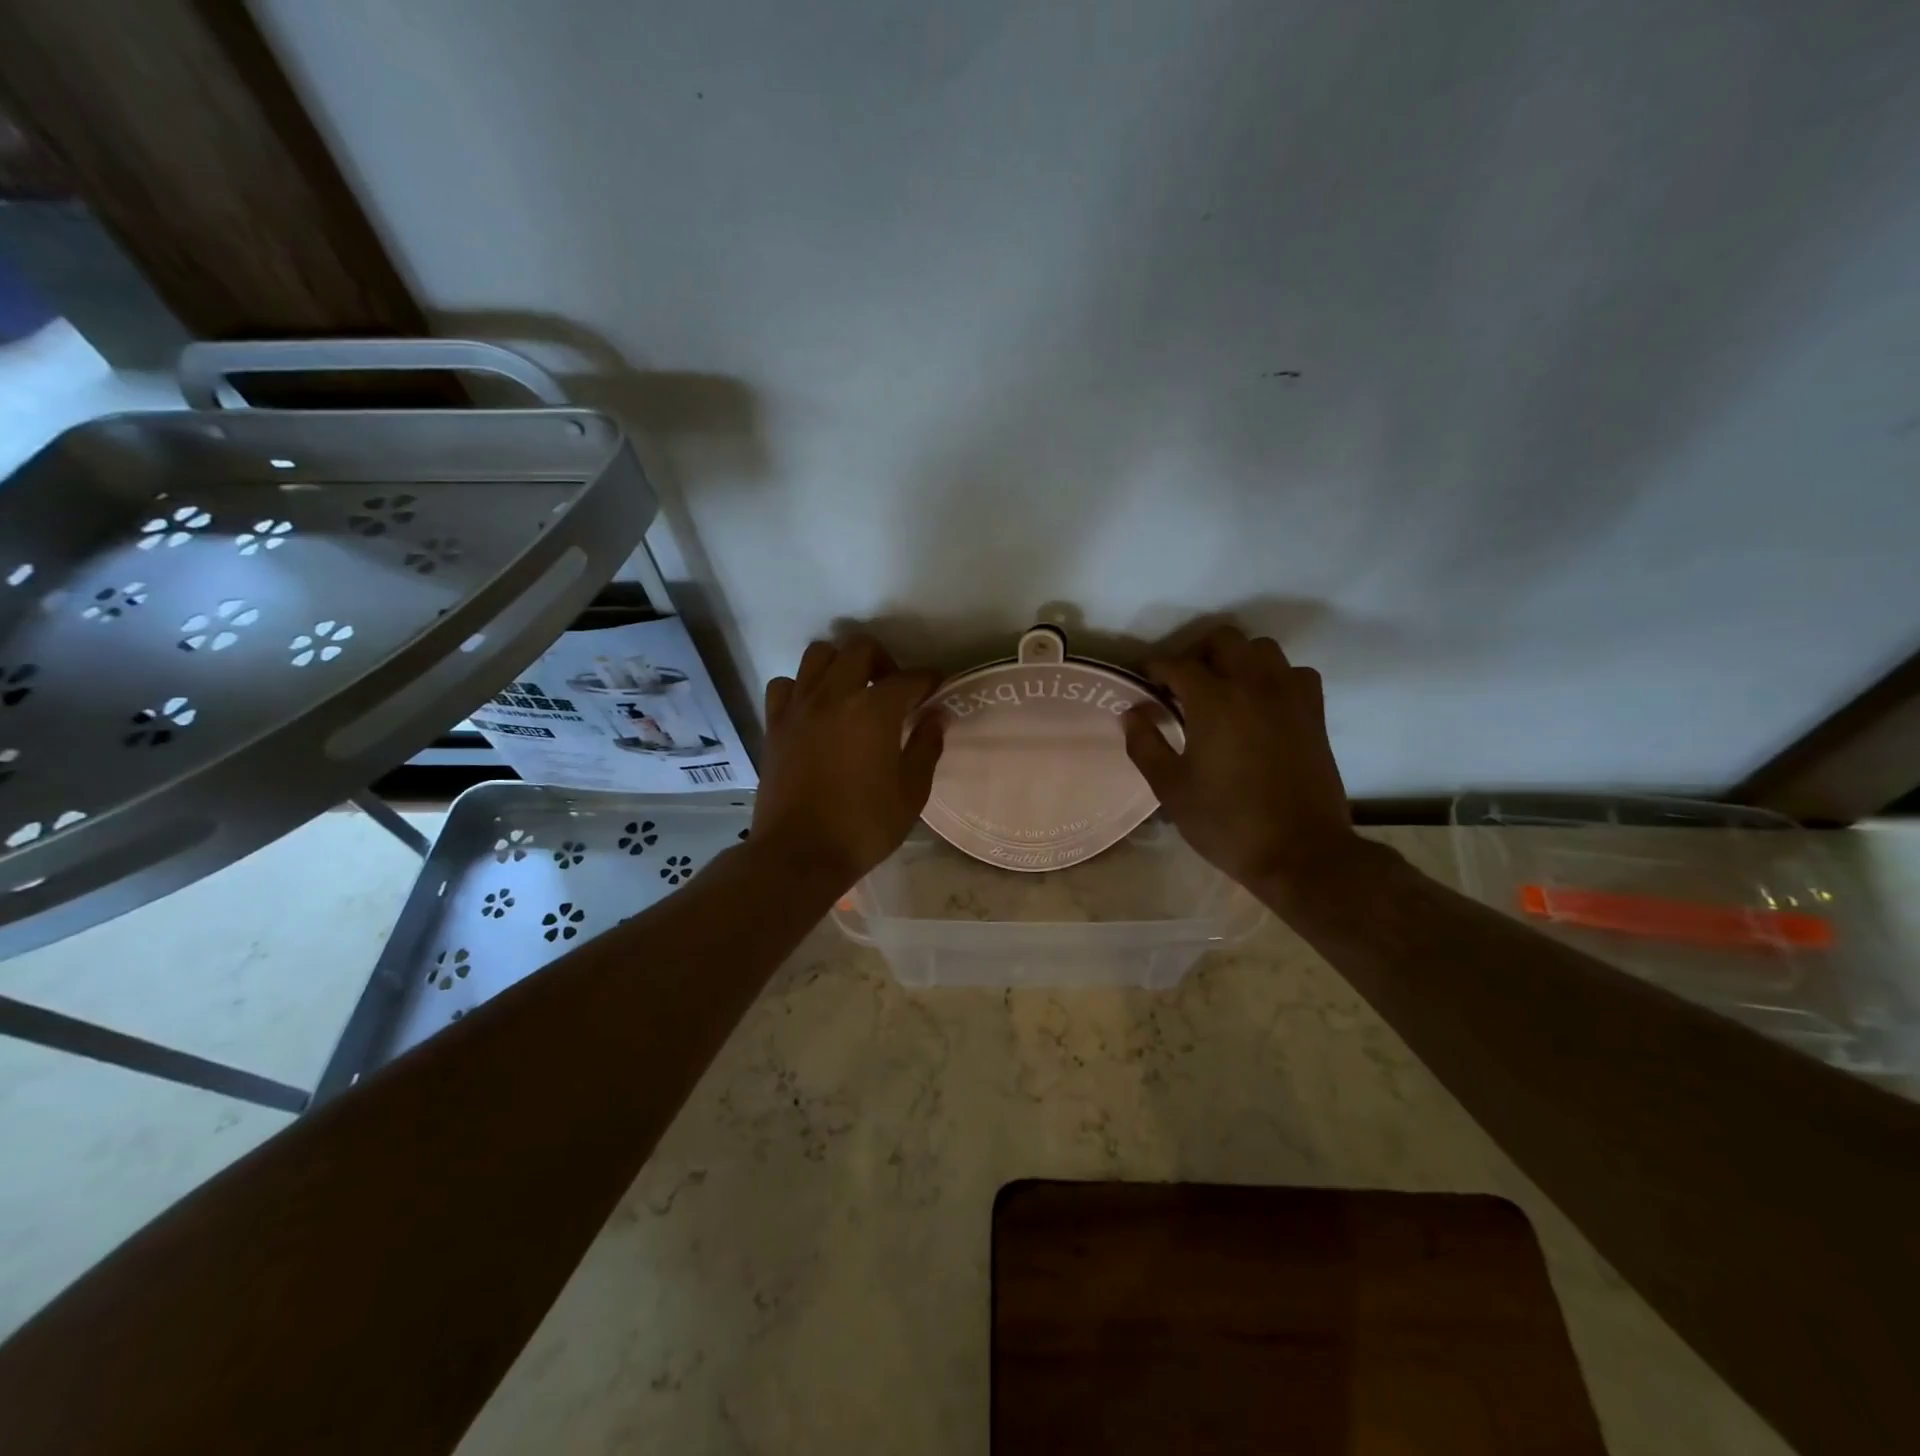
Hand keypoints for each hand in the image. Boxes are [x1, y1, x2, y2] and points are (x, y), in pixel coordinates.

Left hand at [751, 637, 943, 890]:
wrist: (799, 855)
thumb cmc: (863, 827)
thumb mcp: (911, 793)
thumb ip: (926, 747)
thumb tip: (936, 716)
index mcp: (874, 710)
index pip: (909, 678)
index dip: (928, 679)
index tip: (937, 686)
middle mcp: (835, 695)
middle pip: (860, 649)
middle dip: (885, 661)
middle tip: (894, 689)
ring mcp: (799, 707)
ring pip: (818, 655)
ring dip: (841, 664)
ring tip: (852, 691)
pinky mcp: (774, 724)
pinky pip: (786, 685)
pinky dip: (803, 687)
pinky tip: (814, 708)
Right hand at [1121, 626, 1367, 896]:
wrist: (1300, 852)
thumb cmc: (1226, 822)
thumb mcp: (1171, 789)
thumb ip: (1145, 745)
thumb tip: (1132, 712)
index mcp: (1214, 701)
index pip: (1177, 664)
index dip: (1155, 668)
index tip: (1144, 680)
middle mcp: (1254, 685)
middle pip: (1224, 640)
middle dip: (1196, 652)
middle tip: (1180, 682)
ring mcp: (1290, 696)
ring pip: (1263, 649)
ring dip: (1237, 658)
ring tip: (1222, 687)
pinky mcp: (1315, 713)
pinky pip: (1295, 673)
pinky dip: (1275, 676)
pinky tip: (1261, 702)